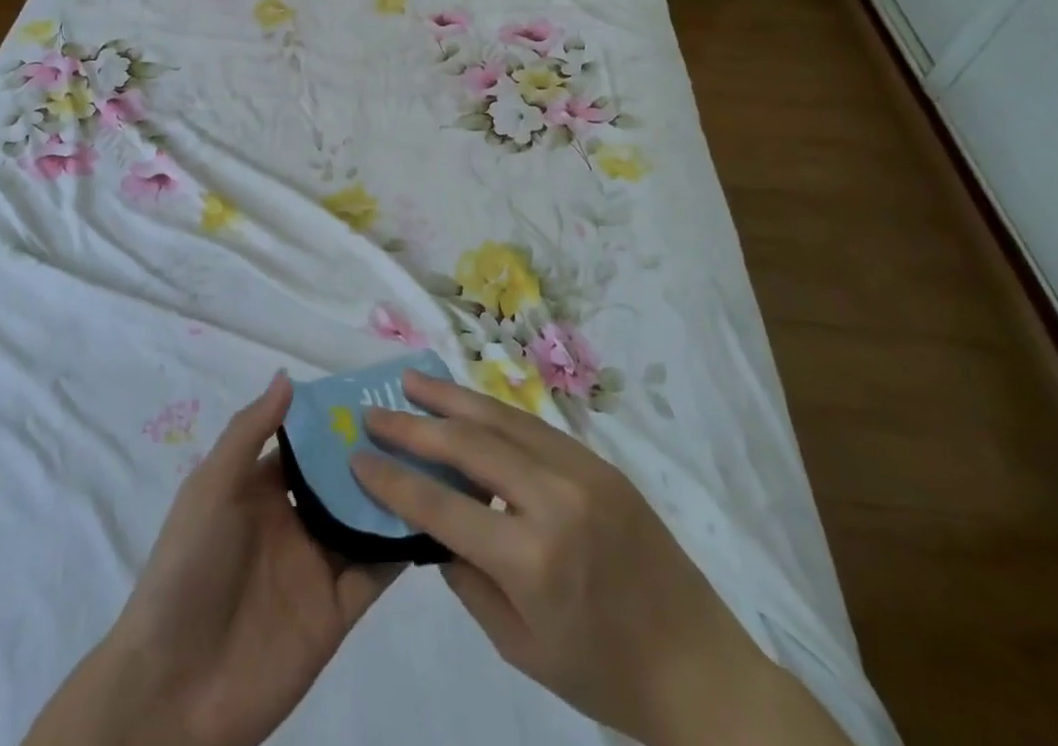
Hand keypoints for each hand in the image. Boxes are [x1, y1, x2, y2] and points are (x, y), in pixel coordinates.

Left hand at [25, 373, 398, 745]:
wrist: (174, 689)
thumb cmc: (188, 570)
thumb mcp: (211, 489)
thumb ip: (249, 432)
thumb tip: (287, 376)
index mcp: (260, 490)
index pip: (307, 445)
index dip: (335, 419)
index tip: (377, 390)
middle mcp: (293, 521)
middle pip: (341, 479)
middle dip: (374, 451)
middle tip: (420, 419)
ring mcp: (317, 566)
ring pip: (365, 518)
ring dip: (394, 492)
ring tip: (438, 457)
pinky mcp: (337, 610)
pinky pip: (376, 571)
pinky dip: (402, 545)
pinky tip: (435, 514)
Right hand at [351, 370, 851, 745]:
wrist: (699, 667)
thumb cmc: (603, 674)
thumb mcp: (519, 645)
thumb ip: (467, 577)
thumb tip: (432, 521)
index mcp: (530, 560)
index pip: (442, 506)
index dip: (394, 478)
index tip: (358, 454)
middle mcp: (553, 501)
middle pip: (468, 445)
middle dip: (414, 425)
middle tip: (375, 407)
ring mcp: (581, 472)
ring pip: (501, 420)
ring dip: (451, 399)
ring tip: (413, 382)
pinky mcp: (599, 462)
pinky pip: (534, 427)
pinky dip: (492, 412)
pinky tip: (467, 404)